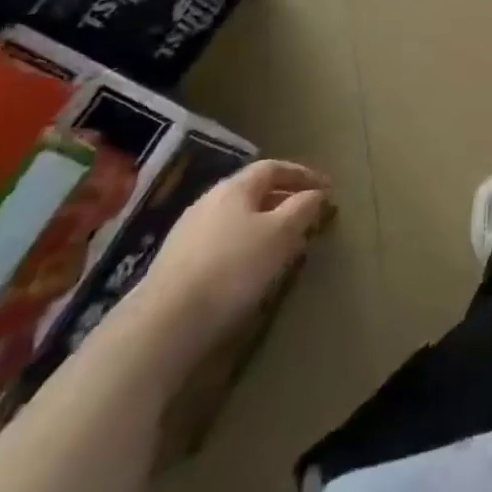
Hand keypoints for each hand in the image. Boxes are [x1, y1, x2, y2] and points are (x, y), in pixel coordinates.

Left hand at [125, 161, 332, 361]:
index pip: (273, 167)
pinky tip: (252, 266)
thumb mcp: (281, 233)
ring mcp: (187, 233)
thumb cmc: (233, 267)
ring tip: (285, 242)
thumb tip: (316, 193)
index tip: (327, 188)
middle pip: (253, 191)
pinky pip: (222, 241)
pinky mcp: (176, 263)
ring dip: (265, 224)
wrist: (164, 323)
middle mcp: (208, 202)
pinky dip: (245, 244)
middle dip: (284, 199)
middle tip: (309, 215)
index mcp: (234, 188)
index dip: (303, 174)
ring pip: (237, 218)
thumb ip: (303, 208)